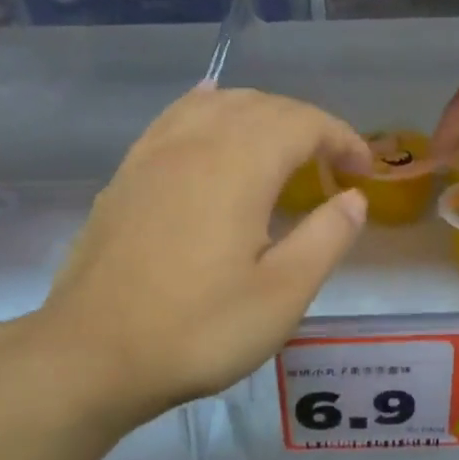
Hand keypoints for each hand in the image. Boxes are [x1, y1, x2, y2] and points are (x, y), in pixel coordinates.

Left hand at [25, 85, 371, 426]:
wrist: (93, 355)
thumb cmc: (198, 330)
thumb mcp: (282, 295)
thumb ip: (326, 238)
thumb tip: (354, 199)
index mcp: (238, 165)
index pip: (303, 123)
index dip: (342, 138)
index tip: (364, 171)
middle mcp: (195, 142)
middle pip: (262, 105)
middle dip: (306, 125)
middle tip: (332, 166)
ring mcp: (153, 155)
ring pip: (216, 104)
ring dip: (260, 115)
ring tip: (281, 147)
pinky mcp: (126, 175)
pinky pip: (175, 118)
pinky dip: (207, 109)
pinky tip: (210, 112)